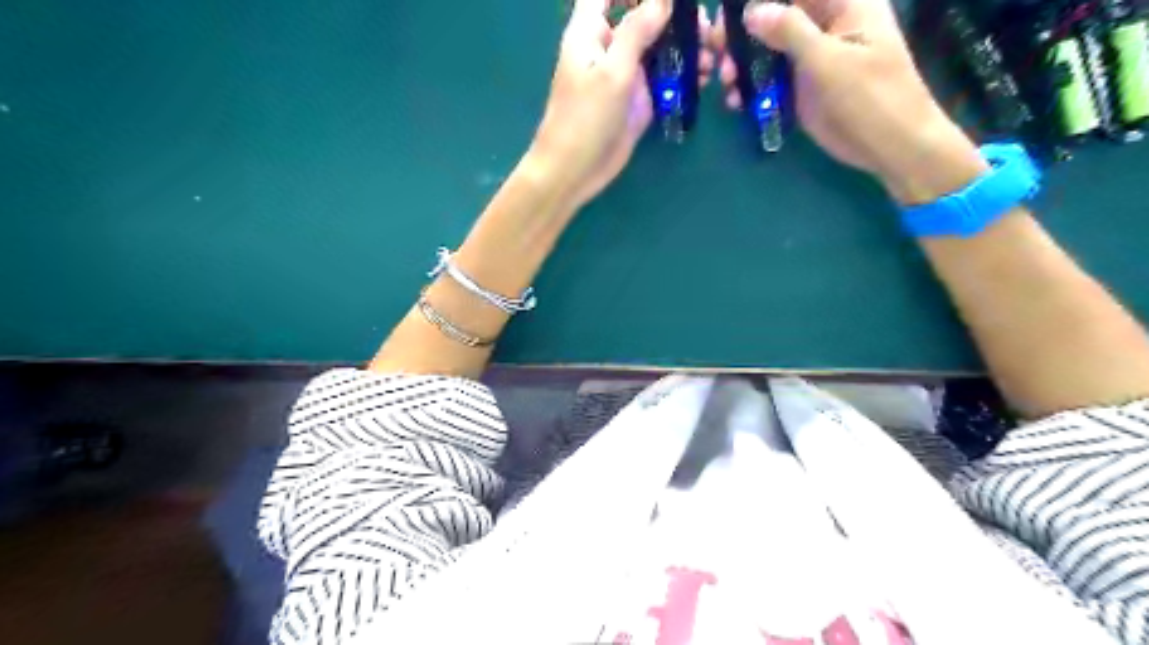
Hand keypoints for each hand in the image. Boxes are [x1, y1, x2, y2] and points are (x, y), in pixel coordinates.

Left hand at [531, 1, 716, 209]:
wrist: (574, 170)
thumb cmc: (584, 118)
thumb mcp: (612, 72)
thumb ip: (637, 32)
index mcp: (591, 30)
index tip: (670, 0)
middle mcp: (610, 47)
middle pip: (643, 16)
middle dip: (674, 18)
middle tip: (705, 29)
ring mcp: (625, 74)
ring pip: (659, 47)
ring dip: (685, 47)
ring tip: (711, 57)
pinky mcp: (637, 99)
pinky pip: (663, 78)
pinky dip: (683, 75)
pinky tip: (703, 78)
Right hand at [711, 1, 987, 203]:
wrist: (890, 145)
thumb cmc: (872, 96)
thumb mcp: (830, 60)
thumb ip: (791, 32)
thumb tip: (752, 11)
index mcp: (843, 5)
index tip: (729, 13)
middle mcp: (824, 26)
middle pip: (776, 16)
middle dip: (742, 31)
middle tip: (715, 49)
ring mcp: (811, 58)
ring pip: (768, 50)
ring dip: (742, 62)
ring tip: (725, 81)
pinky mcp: (801, 87)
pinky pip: (770, 79)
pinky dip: (750, 87)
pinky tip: (734, 100)